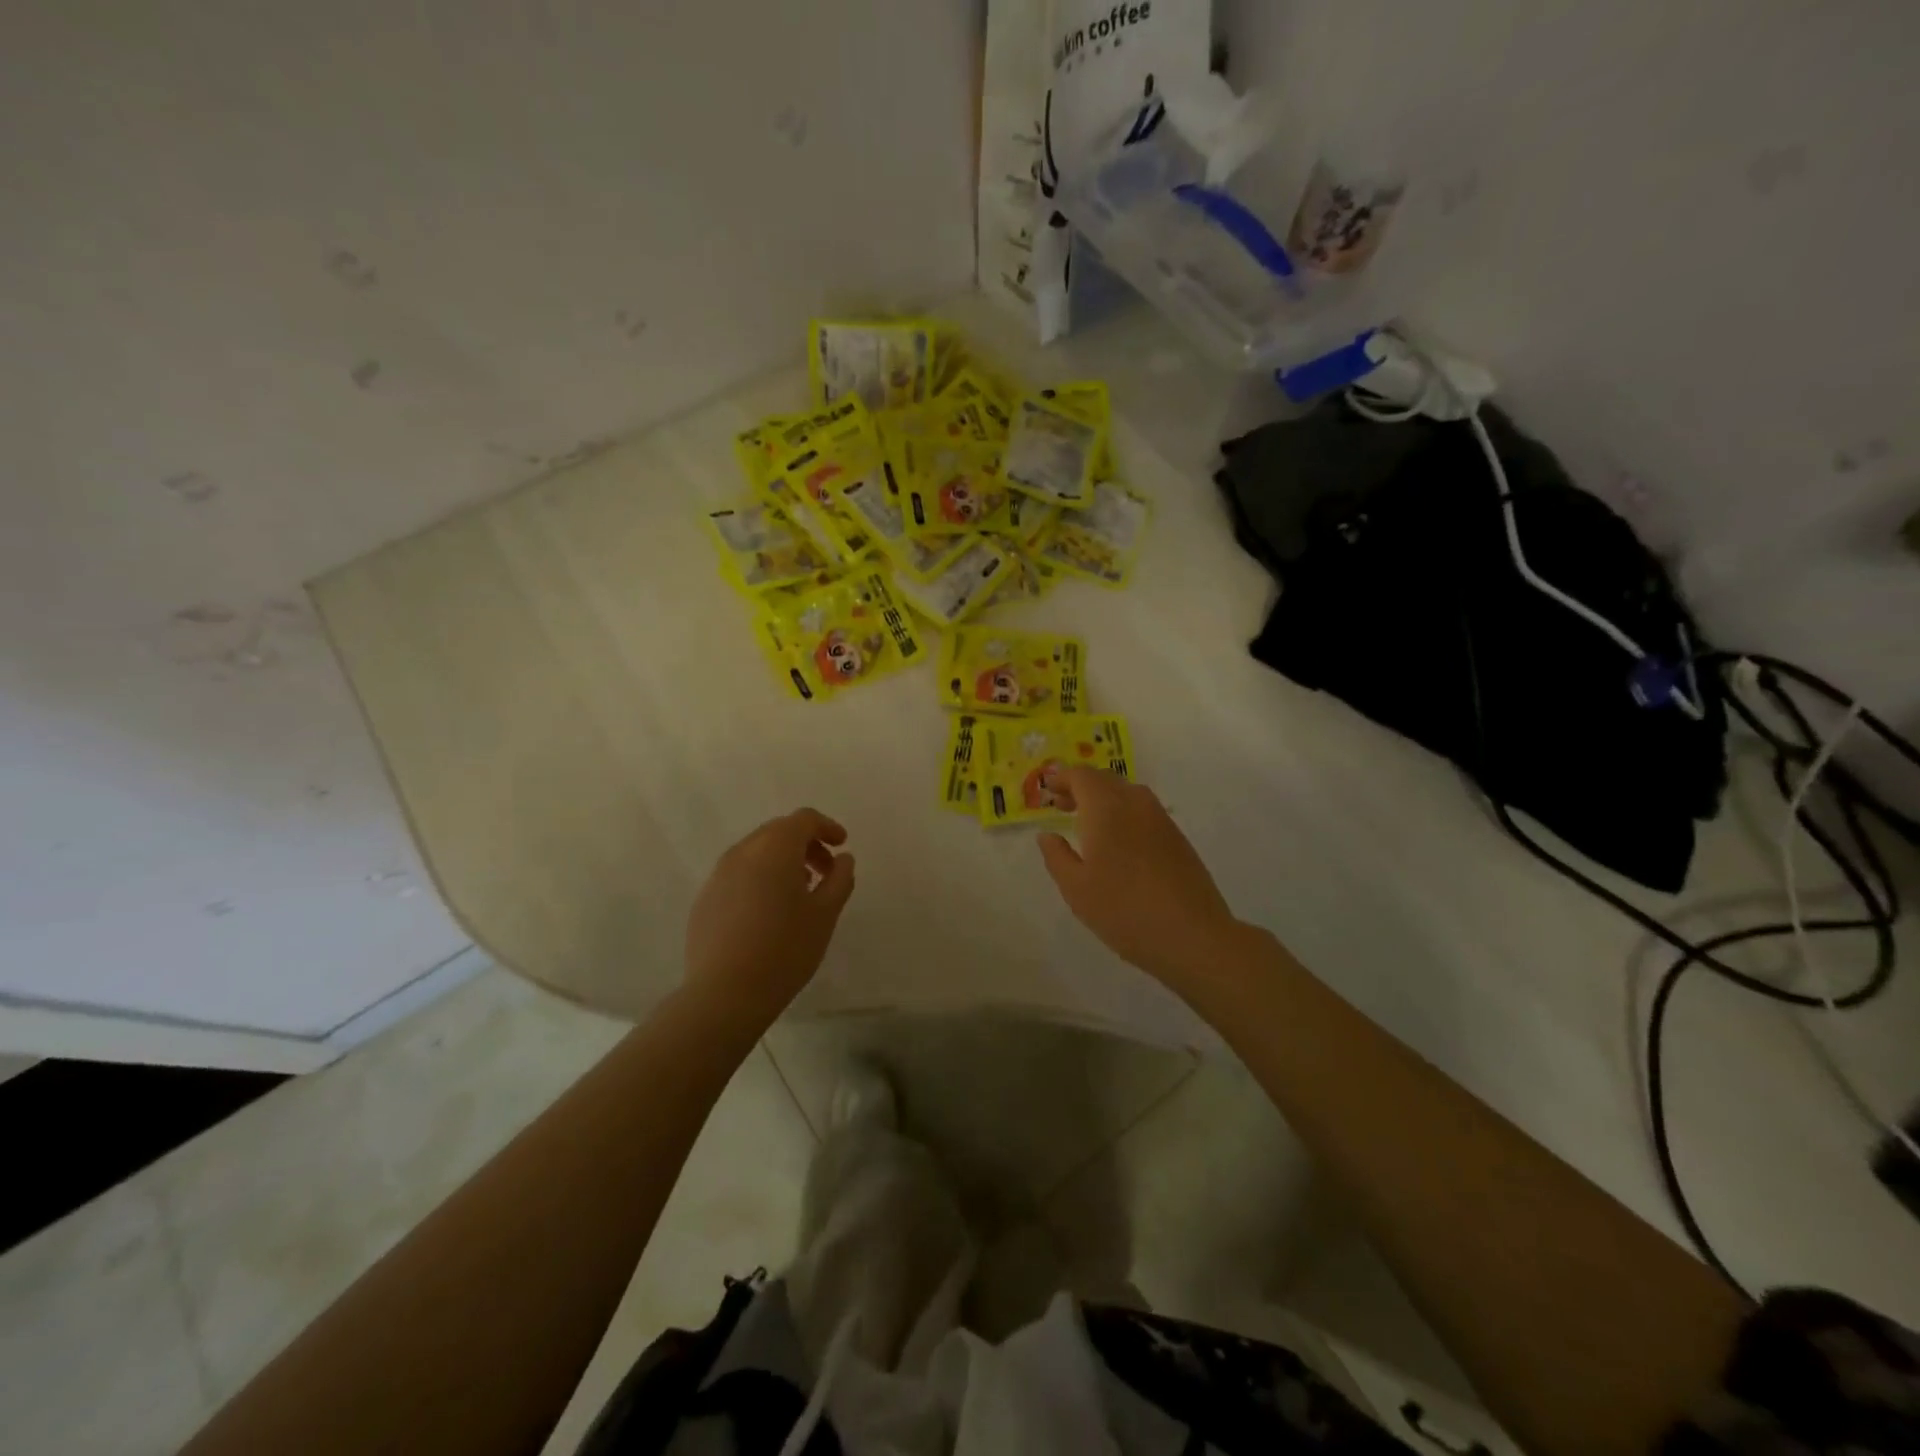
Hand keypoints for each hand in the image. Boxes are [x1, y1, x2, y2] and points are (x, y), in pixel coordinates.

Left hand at [685, 809, 855, 1020]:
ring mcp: (718, 875)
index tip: (842, 846)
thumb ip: (840, 879)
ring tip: (799, 893)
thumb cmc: (785, 949)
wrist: (725, 994)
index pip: (804, 819)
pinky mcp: (705, 899)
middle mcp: (743, 852)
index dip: (826, 827)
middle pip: (778, 831)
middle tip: (825, 871)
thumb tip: (843, 859)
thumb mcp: (825, 914)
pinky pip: (738, 875)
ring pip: (756, 853)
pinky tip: (769, 913)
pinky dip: (759, 879)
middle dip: (805, 844)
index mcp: (775, 848)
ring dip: (781, 861)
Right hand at [1038, 769, 1246, 991]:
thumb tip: (1047, 835)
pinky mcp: (1177, 837)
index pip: (1082, 776)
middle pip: (1105, 779)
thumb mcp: (1076, 889)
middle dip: (1081, 787)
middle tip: (1062, 806)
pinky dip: (1123, 814)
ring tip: (1088, 825)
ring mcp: (1160, 819)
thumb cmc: (1124, 910)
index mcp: (1106, 809)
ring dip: (1104, 799)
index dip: (1062, 779)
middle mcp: (1135, 803)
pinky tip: (1118, 843)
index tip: (1048, 791)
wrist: (1192, 935)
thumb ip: (1056, 856)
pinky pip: (1143, 811)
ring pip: (1127, 794)